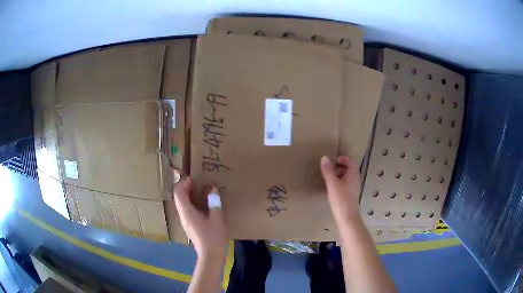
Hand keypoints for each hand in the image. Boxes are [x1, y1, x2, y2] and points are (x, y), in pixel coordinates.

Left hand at [173, 177, 227, 260]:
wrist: (210, 255)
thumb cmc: (213, 236)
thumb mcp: (217, 218)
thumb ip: (214, 203)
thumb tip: (213, 189)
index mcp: (187, 212)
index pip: (178, 193)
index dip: (183, 184)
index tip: (193, 179)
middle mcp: (183, 216)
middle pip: (179, 198)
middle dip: (186, 188)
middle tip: (198, 183)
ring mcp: (185, 222)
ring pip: (182, 205)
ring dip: (189, 196)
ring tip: (201, 192)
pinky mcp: (190, 226)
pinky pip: (187, 211)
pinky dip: (192, 204)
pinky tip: (203, 206)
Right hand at [320, 156, 361, 224]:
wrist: (347, 217)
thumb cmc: (340, 199)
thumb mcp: (332, 184)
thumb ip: (328, 170)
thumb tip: (324, 158)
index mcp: (353, 175)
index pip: (349, 161)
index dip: (341, 158)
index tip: (331, 160)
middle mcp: (355, 180)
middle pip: (349, 168)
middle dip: (339, 166)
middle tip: (328, 169)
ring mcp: (354, 188)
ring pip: (347, 176)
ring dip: (338, 174)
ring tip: (329, 179)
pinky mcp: (351, 195)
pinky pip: (346, 184)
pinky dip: (339, 182)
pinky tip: (332, 189)